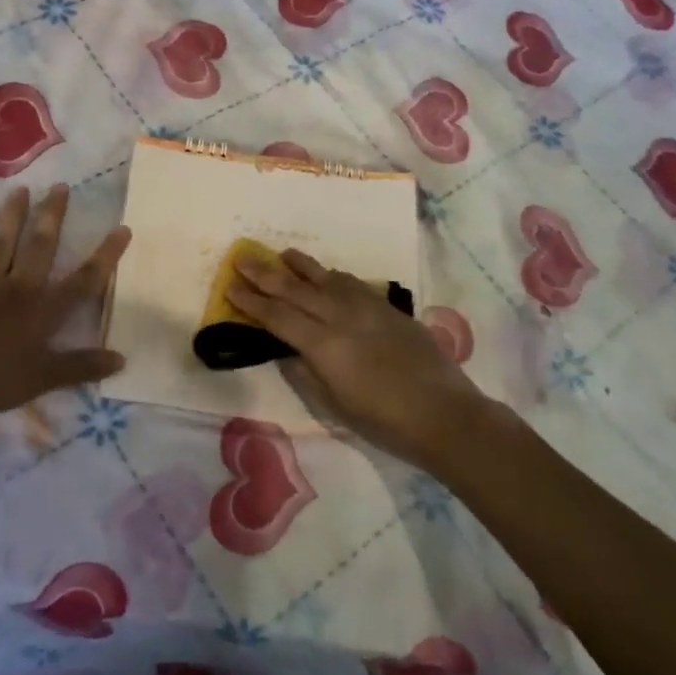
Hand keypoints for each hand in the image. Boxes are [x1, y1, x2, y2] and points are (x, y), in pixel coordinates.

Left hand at [0, 185, 131, 421]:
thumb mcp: (44, 379)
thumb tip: (122, 359)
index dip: (105, 256)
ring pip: (1, 245)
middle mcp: (18, 289)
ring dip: (12, 217)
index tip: (122, 228)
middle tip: (60, 187)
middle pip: (40, 247)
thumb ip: (82, 367)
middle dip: (52, 217)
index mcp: (43, 310)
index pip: (83, 281)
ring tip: (20, 190)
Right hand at [228, 249, 485, 469]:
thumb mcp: (334, 405)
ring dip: (300, 265)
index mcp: (323, 345)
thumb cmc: (384, 421)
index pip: (277, 317)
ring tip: (281, 254)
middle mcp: (340, 317)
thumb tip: (284, 348)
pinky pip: (352, 283)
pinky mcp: (387, 308)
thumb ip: (305, 372)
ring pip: (325, 278)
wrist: (445, 414)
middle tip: (242, 257)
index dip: (251, 302)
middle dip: (265, 273)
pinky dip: (332, 276)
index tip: (230, 287)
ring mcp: (366, 308)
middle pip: (295, 289)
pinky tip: (327, 275)